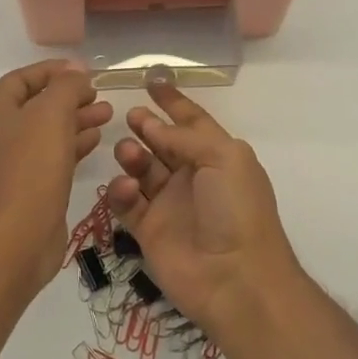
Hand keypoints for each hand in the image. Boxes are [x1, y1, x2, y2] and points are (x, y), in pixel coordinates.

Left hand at [0, 61, 112, 283]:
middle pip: (35, 104)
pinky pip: (51, 156)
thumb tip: (76, 72)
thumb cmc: (31, 167)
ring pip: (46, 131)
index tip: (85, 70)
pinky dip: (73, 144)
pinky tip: (97, 140)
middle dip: (69, 96)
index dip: (53, 70)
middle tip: (99, 94)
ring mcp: (10, 163)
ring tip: (108, 114)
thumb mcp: (51, 114)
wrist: (18, 238)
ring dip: (76, 119)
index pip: (21, 78)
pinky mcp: (27, 187)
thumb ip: (66, 86)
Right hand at [106, 72, 302, 339]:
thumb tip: (154, 127)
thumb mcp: (223, 157)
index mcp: (217, 156)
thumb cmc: (236, 210)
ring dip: (132, 155)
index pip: (191, 121)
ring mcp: (169, 203)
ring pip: (141, 169)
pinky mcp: (148, 229)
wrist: (235, 278)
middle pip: (162, 142)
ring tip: (128, 153)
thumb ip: (185, 136)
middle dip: (146, 126)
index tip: (151, 80)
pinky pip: (126, 202)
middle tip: (131, 117)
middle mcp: (192, 176)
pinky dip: (121, 191)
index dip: (172, 102)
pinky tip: (126, 188)